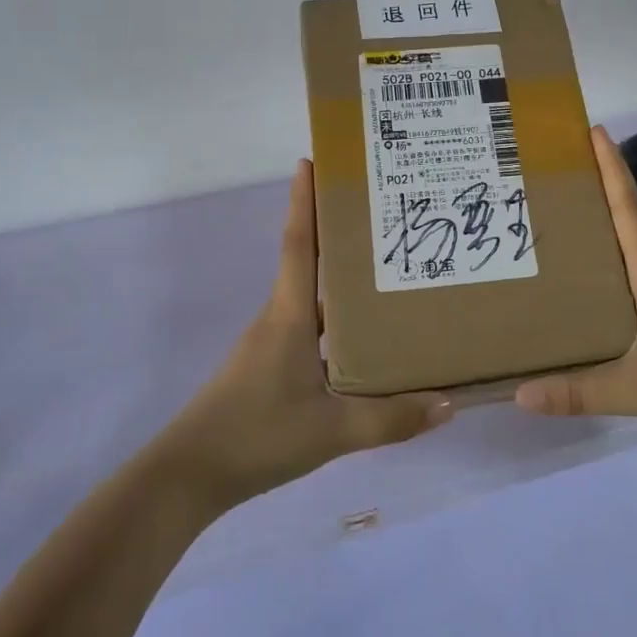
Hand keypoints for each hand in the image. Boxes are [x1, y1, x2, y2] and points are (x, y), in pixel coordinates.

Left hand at [163, 159, 452, 506]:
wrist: (188, 476)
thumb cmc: (257, 435)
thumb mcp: (332, 431)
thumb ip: (391, 420)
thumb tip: (448, 404)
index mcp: (290, 316)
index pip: (300, 244)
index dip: (305, 201)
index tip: (312, 160)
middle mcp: (280, 319)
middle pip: (310, 263)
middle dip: (339, 234)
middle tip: (383, 214)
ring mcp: (272, 345)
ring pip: (315, 300)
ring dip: (342, 280)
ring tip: (387, 273)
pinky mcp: (270, 368)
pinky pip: (312, 330)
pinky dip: (338, 321)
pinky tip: (365, 341)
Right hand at [514, 127, 636, 445]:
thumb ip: (580, 391)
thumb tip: (519, 394)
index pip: (628, 209)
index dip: (611, 168)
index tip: (594, 130)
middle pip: (628, 220)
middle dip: (599, 190)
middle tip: (558, 174)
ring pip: (633, 251)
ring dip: (606, 228)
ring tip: (564, 223)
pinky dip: (614, 268)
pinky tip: (594, 289)